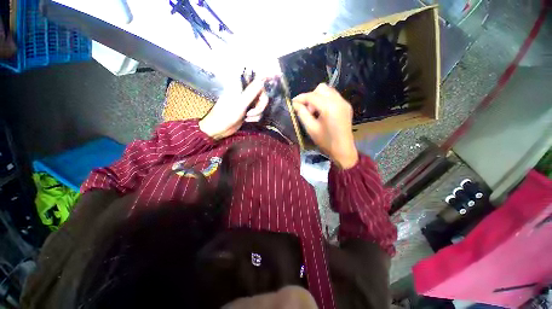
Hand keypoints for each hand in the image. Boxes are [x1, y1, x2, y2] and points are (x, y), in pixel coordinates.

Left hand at [199, 79, 268, 139]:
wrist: (219, 129)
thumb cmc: (226, 115)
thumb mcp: (240, 103)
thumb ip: (252, 91)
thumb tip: (262, 80)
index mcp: (240, 86)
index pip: (256, 78)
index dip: (266, 77)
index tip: (276, 76)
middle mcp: (245, 92)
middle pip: (262, 94)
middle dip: (260, 105)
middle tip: (253, 112)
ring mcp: (247, 101)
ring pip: (261, 104)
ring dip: (257, 113)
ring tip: (247, 117)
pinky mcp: (248, 110)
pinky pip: (258, 112)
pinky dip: (255, 117)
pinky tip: (247, 120)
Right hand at [293, 84, 358, 168]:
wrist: (343, 150)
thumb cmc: (325, 141)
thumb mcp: (311, 128)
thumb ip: (302, 114)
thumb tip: (295, 104)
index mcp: (329, 107)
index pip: (312, 96)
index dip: (300, 98)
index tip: (292, 103)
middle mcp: (338, 101)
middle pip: (321, 88)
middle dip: (310, 97)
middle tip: (307, 110)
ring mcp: (344, 102)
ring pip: (328, 90)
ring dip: (318, 97)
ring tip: (314, 111)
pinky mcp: (346, 106)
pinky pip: (333, 96)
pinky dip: (325, 100)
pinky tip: (322, 112)